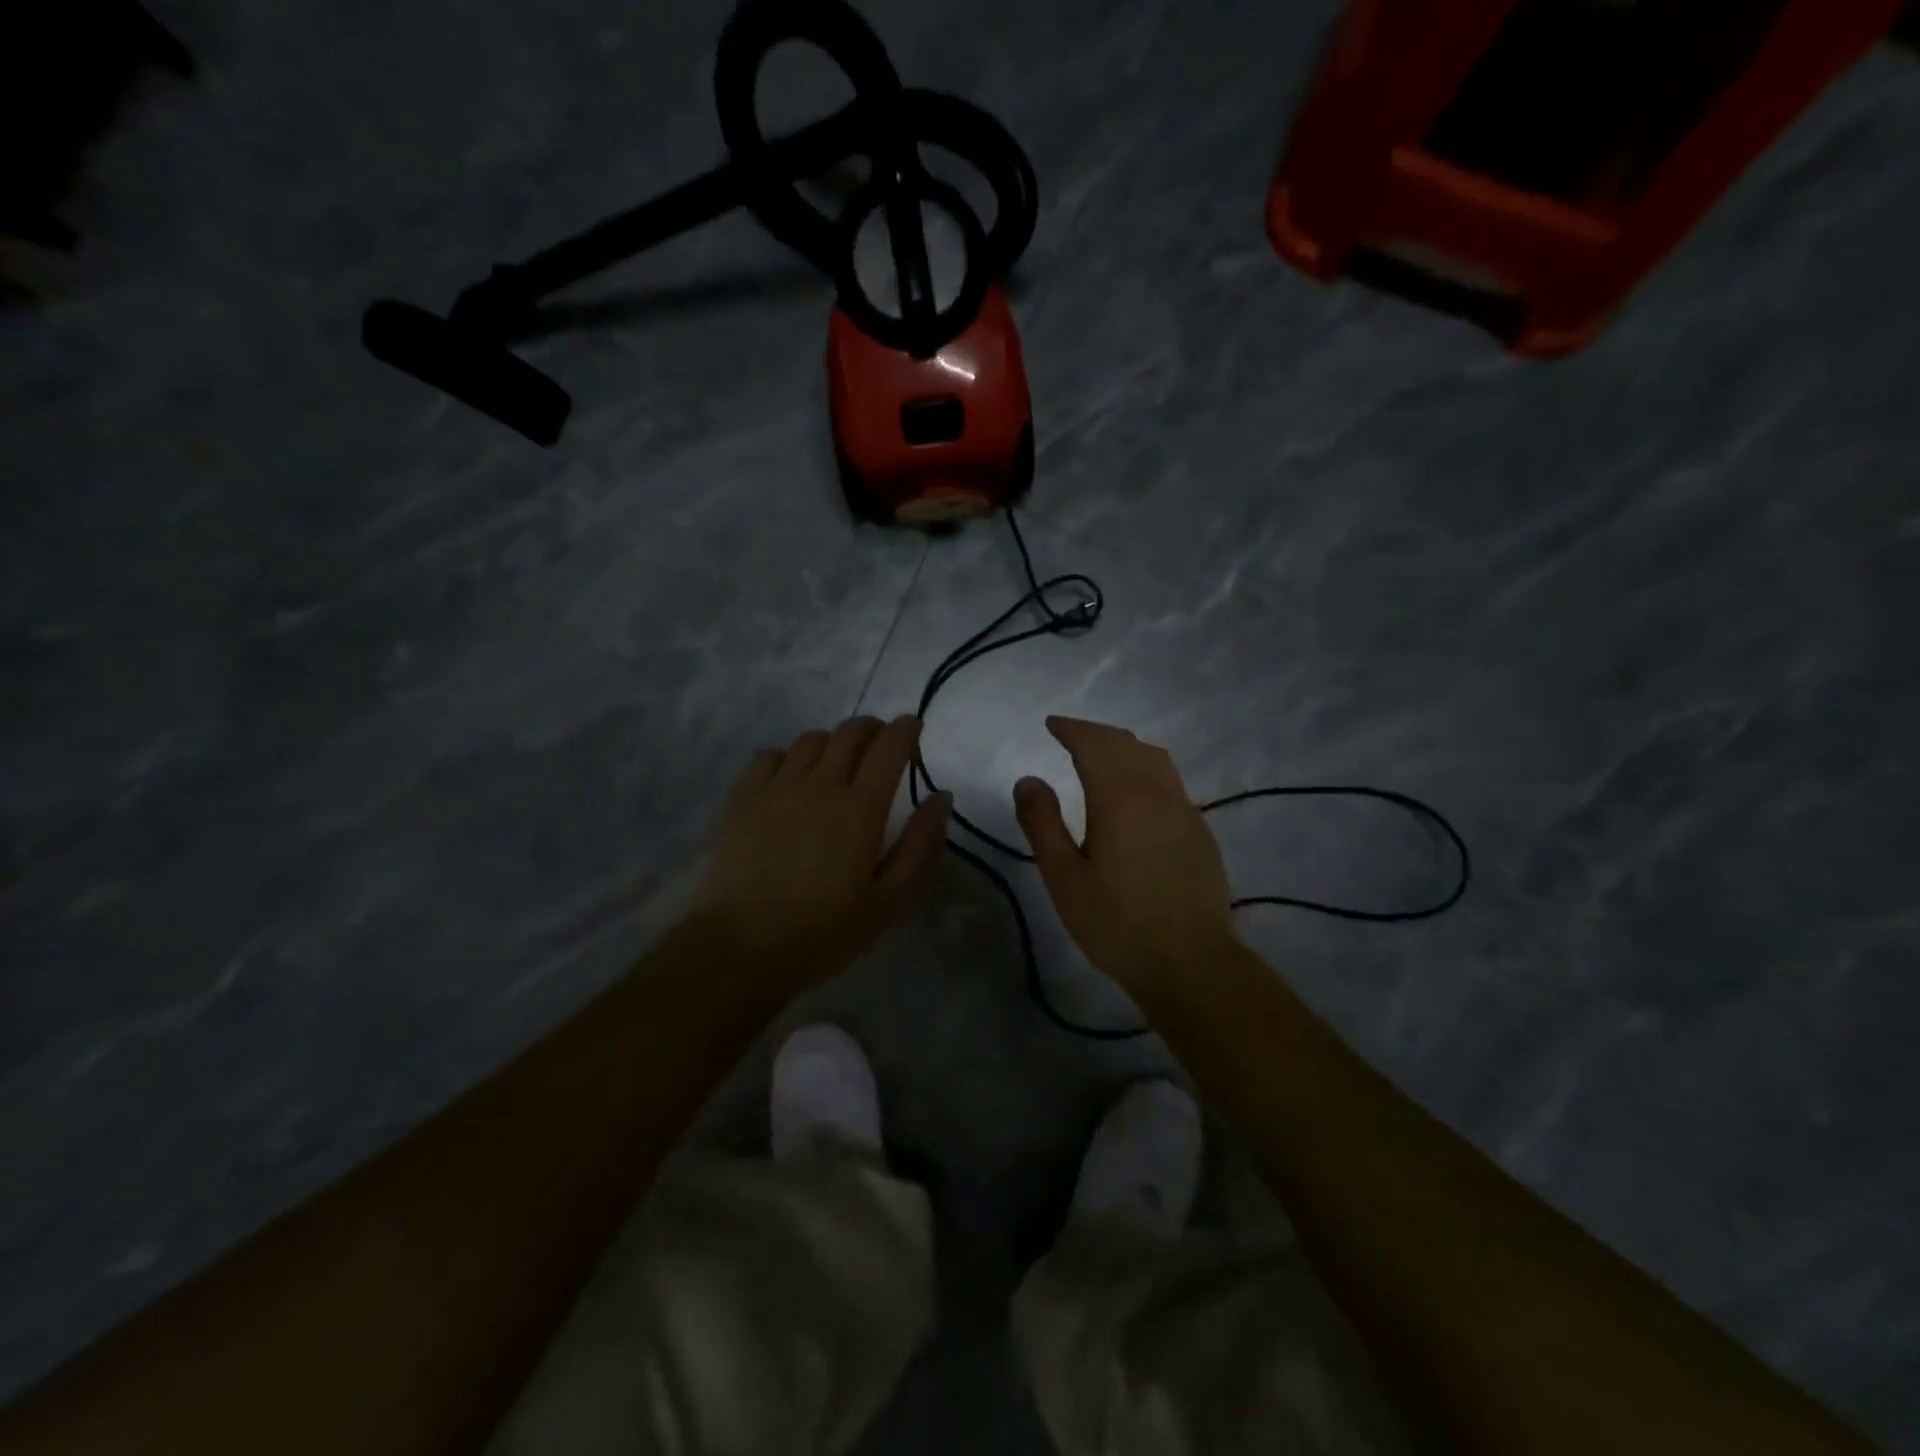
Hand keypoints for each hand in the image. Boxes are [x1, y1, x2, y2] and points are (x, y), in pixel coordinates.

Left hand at [694, 715, 951, 988]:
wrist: (740, 948)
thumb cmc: (823, 932)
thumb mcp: (889, 901)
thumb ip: (920, 845)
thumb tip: (941, 796)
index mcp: (860, 808)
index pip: (889, 746)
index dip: (905, 729)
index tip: (913, 728)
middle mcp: (820, 785)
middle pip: (850, 732)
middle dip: (872, 729)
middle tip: (880, 745)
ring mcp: (776, 788)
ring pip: (810, 740)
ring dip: (832, 742)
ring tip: (837, 763)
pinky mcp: (742, 799)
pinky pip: (769, 755)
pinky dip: (789, 756)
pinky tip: (790, 777)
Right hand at [1014, 716, 1236, 995]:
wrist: (1190, 963)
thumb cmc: (1117, 923)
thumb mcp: (1064, 878)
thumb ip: (1042, 823)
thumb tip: (1028, 779)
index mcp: (1121, 797)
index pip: (1094, 744)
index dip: (1072, 729)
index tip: (1052, 724)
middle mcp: (1158, 792)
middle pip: (1126, 744)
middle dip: (1095, 733)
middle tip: (1070, 735)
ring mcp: (1185, 810)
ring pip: (1155, 759)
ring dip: (1125, 747)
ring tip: (1103, 755)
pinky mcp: (1201, 831)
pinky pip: (1170, 781)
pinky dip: (1146, 769)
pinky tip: (1137, 793)